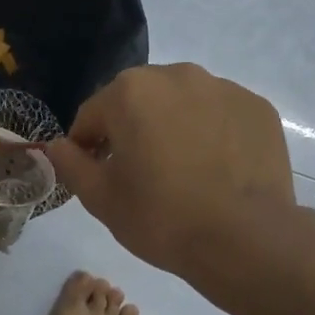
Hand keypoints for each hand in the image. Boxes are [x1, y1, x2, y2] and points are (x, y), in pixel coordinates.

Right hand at [43, 64, 297, 279]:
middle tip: (141, 174)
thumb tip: (57, 146)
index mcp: (130, 91)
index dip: (88, 147)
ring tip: (183, 171)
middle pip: (139, 101)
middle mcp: (176, 75)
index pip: (93, 115)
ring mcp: (223, 88)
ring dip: (173, 127)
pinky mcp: (257, 107)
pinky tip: (217, 169)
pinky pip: (220, 115)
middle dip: (132, 130)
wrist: (245, 239)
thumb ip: (70, 164)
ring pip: (182, 104)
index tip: (96, 176)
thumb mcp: (100, 198)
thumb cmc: (161, 217)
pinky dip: (212, 133)